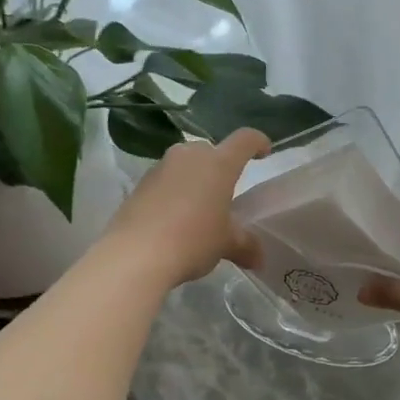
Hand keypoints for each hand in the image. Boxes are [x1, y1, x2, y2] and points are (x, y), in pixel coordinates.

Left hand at [102, 128, 269, 287]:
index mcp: (219, 164)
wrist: (135, 255)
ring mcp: (161, 167)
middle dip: (221, 166)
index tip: (264, 153)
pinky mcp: (139, 184)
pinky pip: (165, 180)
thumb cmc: (192, 240)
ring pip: (185, 164)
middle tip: (225, 192)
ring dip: (195, 179)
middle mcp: (189, 156)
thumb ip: (245, 245)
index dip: (258, 142)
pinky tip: (173, 219)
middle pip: (211, 150)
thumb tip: (259, 259)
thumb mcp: (225, 244)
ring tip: (198, 208)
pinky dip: (174, 192)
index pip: (245, 139)